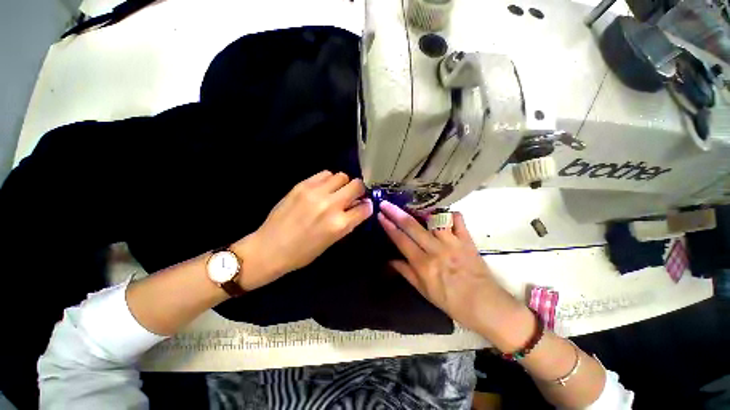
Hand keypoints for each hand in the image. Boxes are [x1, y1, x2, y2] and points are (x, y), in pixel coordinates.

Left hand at [234, 171, 372, 289]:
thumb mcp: (332, 241)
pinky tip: (323, 188)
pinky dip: (329, 179)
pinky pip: (325, 174)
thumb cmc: (303, 252)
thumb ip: (348, 222)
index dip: (367, 206)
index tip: (364, 205)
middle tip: (352, 195)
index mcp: (339, 224)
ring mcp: (316, 193)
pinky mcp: (302, 185)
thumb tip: (360, 207)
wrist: (269, 248)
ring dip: (343, 183)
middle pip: (357, 185)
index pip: (365, 207)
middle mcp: (331, 205)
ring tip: (336, 191)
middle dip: (359, 190)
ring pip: (341, 176)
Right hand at [377, 201, 524, 338]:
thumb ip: (406, 273)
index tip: (380, 215)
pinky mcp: (467, 240)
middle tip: (386, 203)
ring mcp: (453, 243)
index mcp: (423, 264)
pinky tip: (444, 214)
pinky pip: (458, 220)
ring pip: (434, 219)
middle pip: (412, 226)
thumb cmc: (451, 301)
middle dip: (396, 213)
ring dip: (421, 210)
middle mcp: (436, 250)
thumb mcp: (424, 291)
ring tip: (413, 205)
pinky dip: (450, 214)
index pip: (401, 240)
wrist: (485, 305)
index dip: (389, 226)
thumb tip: (390, 260)